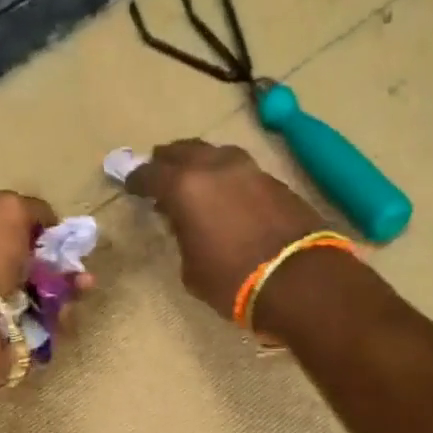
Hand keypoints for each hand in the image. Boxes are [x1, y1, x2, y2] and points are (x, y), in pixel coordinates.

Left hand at [0, 190, 83, 396]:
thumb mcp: (5, 210)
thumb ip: (30, 208)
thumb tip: (49, 221)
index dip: (29, 230)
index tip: (58, 235)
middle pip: (19, 266)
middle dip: (54, 264)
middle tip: (78, 265)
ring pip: (33, 299)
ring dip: (62, 291)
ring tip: (83, 287)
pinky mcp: (0, 345)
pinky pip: (37, 330)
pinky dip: (56, 321)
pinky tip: (66, 313)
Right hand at [126, 140, 325, 318]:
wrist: (301, 281)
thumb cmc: (235, 282)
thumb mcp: (193, 269)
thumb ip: (184, 238)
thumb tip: (187, 224)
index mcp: (185, 187)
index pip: (151, 174)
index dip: (137, 179)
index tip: (132, 185)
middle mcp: (216, 167)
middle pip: (184, 151)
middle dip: (169, 160)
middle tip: (161, 172)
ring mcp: (250, 170)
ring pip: (216, 154)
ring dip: (202, 163)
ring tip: (196, 180)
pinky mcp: (276, 181)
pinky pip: (242, 171)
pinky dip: (228, 177)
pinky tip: (228, 194)